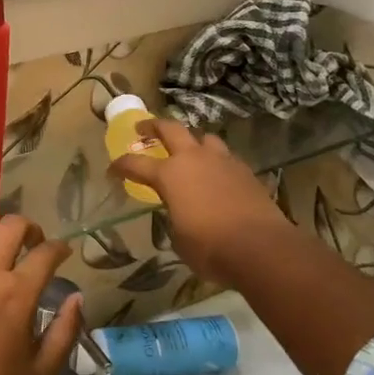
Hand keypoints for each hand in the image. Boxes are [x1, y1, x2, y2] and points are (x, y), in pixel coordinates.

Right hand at [114, 119, 297, 283]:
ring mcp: (222, 162)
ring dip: (192, 140)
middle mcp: (194, 159)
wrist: (261, 248)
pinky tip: (216, 174)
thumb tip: (179, 213)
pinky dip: (216, 161)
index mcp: (169, 175)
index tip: (112, 169)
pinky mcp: (246, 171)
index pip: (135, 164)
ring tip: (189, 149)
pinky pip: (226, 157)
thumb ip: (174, 217)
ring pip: (204, 138)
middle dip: (153, 126)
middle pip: (170, 129)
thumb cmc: (210, 247)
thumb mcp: (178, 238)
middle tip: (143, 129)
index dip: (121, 165)